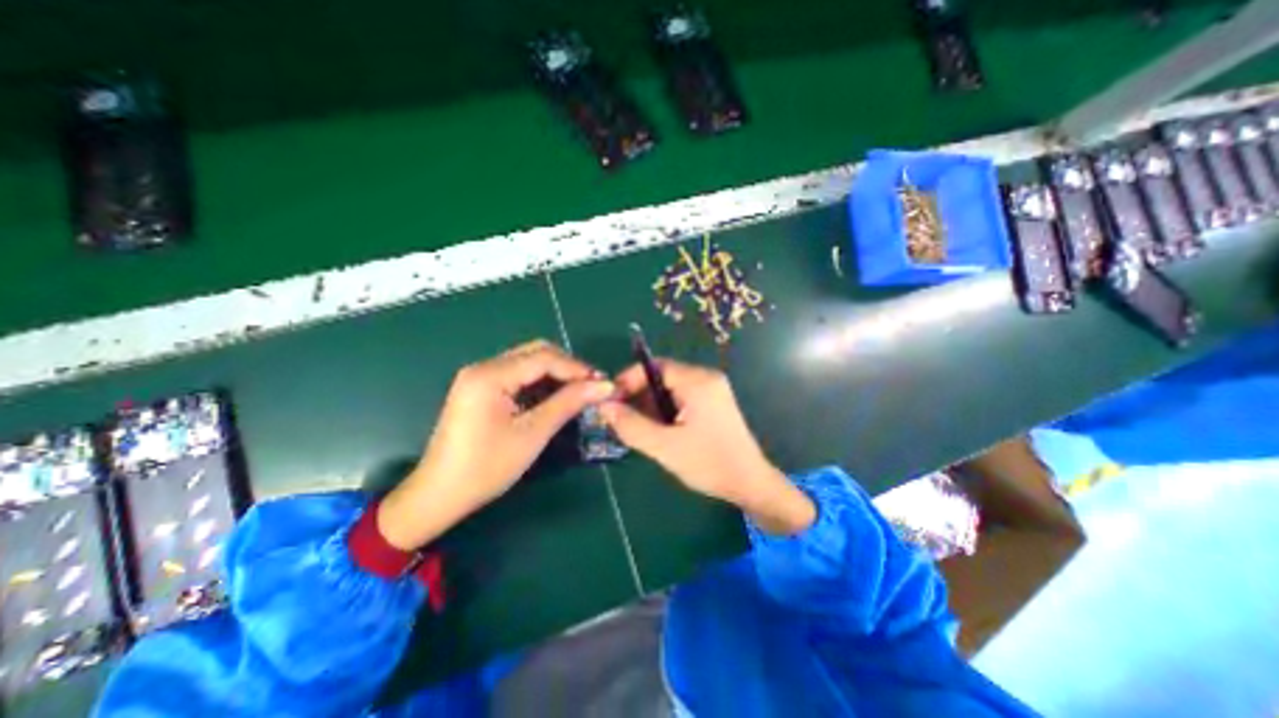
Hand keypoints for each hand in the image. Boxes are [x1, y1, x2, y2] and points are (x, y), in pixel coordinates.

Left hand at [376, 338, 610, 549]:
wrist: (439, 495)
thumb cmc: (486, 467)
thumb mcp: (533, 433)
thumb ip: (568, 403)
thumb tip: (604, 386)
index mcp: (490, 375)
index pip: (544, 357)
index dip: (577, 368)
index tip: (602, 383)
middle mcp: (483, 367)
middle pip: (535, 353)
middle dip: (567, 367)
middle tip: (592, 386)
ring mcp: (479, 377)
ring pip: (528, 362)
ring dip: (555, 374)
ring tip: (579, 392)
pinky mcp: (480, 389)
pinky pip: (517, 375)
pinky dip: (540, 383)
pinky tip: (555, 397)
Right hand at [599, 358, 806, 531]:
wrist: (749, 484)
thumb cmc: (709, 463)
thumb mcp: (664, 447)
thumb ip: (631, 425)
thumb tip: (604, 406)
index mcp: (698, 381)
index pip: (654, 366)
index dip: (629, 380)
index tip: (611, 400)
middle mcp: (706, 378)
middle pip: (662, 376)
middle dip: (638, 395)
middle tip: (620, 418)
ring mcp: (712, 390)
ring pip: (670, 388)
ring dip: (650, 405)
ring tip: (636, 427)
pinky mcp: (713, 403)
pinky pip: (681, 398)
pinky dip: (664, 410)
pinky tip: (657, 430)